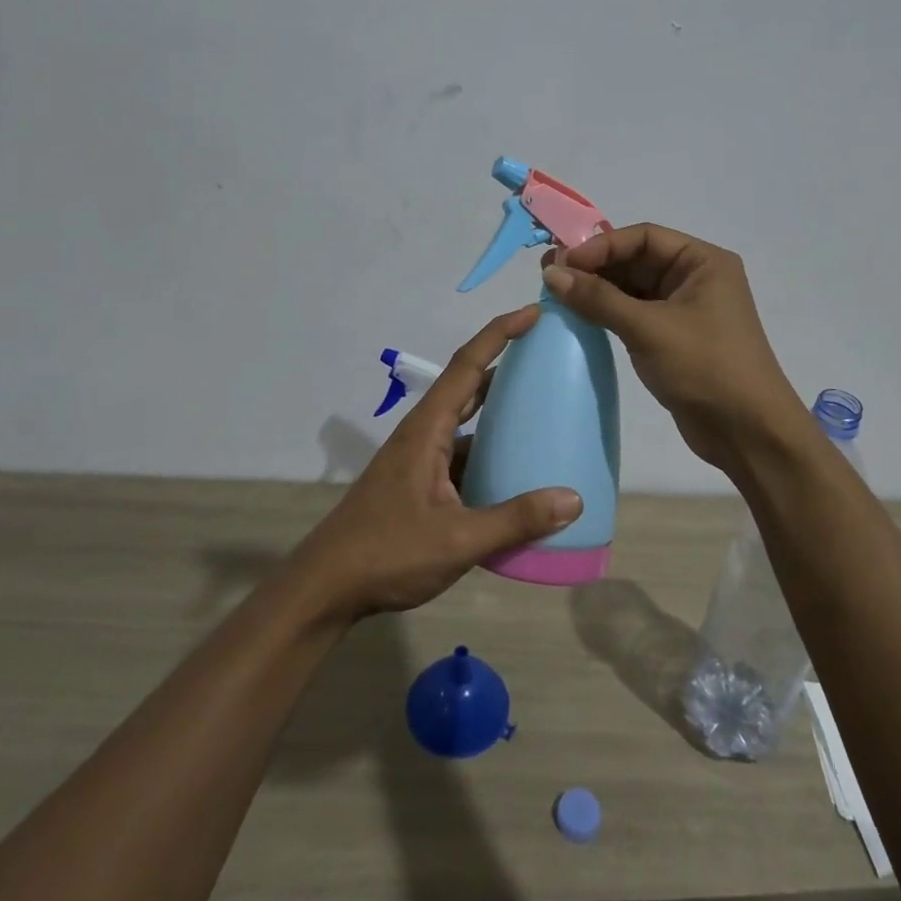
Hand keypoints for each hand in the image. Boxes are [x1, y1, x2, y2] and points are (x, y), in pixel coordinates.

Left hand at [291, 306, 584, 622]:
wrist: (326, 588)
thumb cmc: (387, 552)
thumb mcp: (458, 538)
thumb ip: (515, 519)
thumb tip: (573, 499)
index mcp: (428, 429)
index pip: (468, 365)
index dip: (501, 334)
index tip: (535, 313)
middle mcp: (423, 434)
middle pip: (468, 386)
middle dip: (506, 365)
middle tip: (549, 358)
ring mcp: (419, 461)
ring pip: (466, 424)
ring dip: (499, 413)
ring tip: (544, 412)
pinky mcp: (420, 485)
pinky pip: (462, 456)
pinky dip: (490, 454)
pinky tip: (516, 474)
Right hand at [542, 224, 809, 472]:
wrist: (748, 433)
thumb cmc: (705, 368)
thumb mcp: (648, 328)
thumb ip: (598, 298)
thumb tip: (552, 273)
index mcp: (703, 262)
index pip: (644, 237)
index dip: (601, 246)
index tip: (563, 262)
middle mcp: (695, 279)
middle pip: (637, 259)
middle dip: (595, 266)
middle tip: (550, 275)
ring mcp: (685, 310)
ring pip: (633, 288)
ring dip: (598, 290)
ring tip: (556, 294)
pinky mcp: (673, 338)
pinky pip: (635, 314)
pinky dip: (608, 312)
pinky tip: (579, 316)